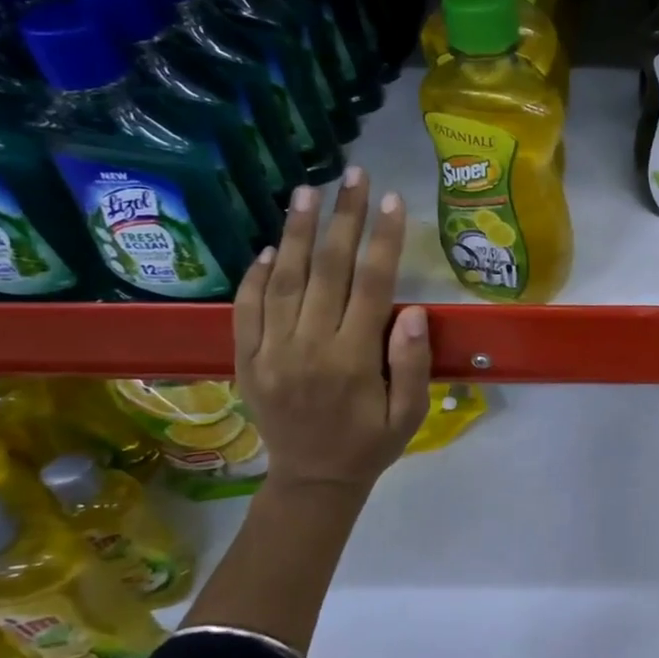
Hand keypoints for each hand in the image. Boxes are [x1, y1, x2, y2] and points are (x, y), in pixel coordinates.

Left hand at [232, 168, 431, 496]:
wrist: (312, 482)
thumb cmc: (370, 444)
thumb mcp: (409, 415)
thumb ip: (412, 365)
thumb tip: (410, 311)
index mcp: (353, 360)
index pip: (372, 285)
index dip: (384, 239)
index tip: (393, 200)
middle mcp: (308, 348)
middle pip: (328, 270)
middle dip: (344, 218)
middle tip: (353, 175)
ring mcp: (271, 352)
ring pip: (283, 280)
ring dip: (295, 232)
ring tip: (306, 191)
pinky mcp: (246, 360)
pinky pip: (245, 309)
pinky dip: (255, 275)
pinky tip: (269, 247)